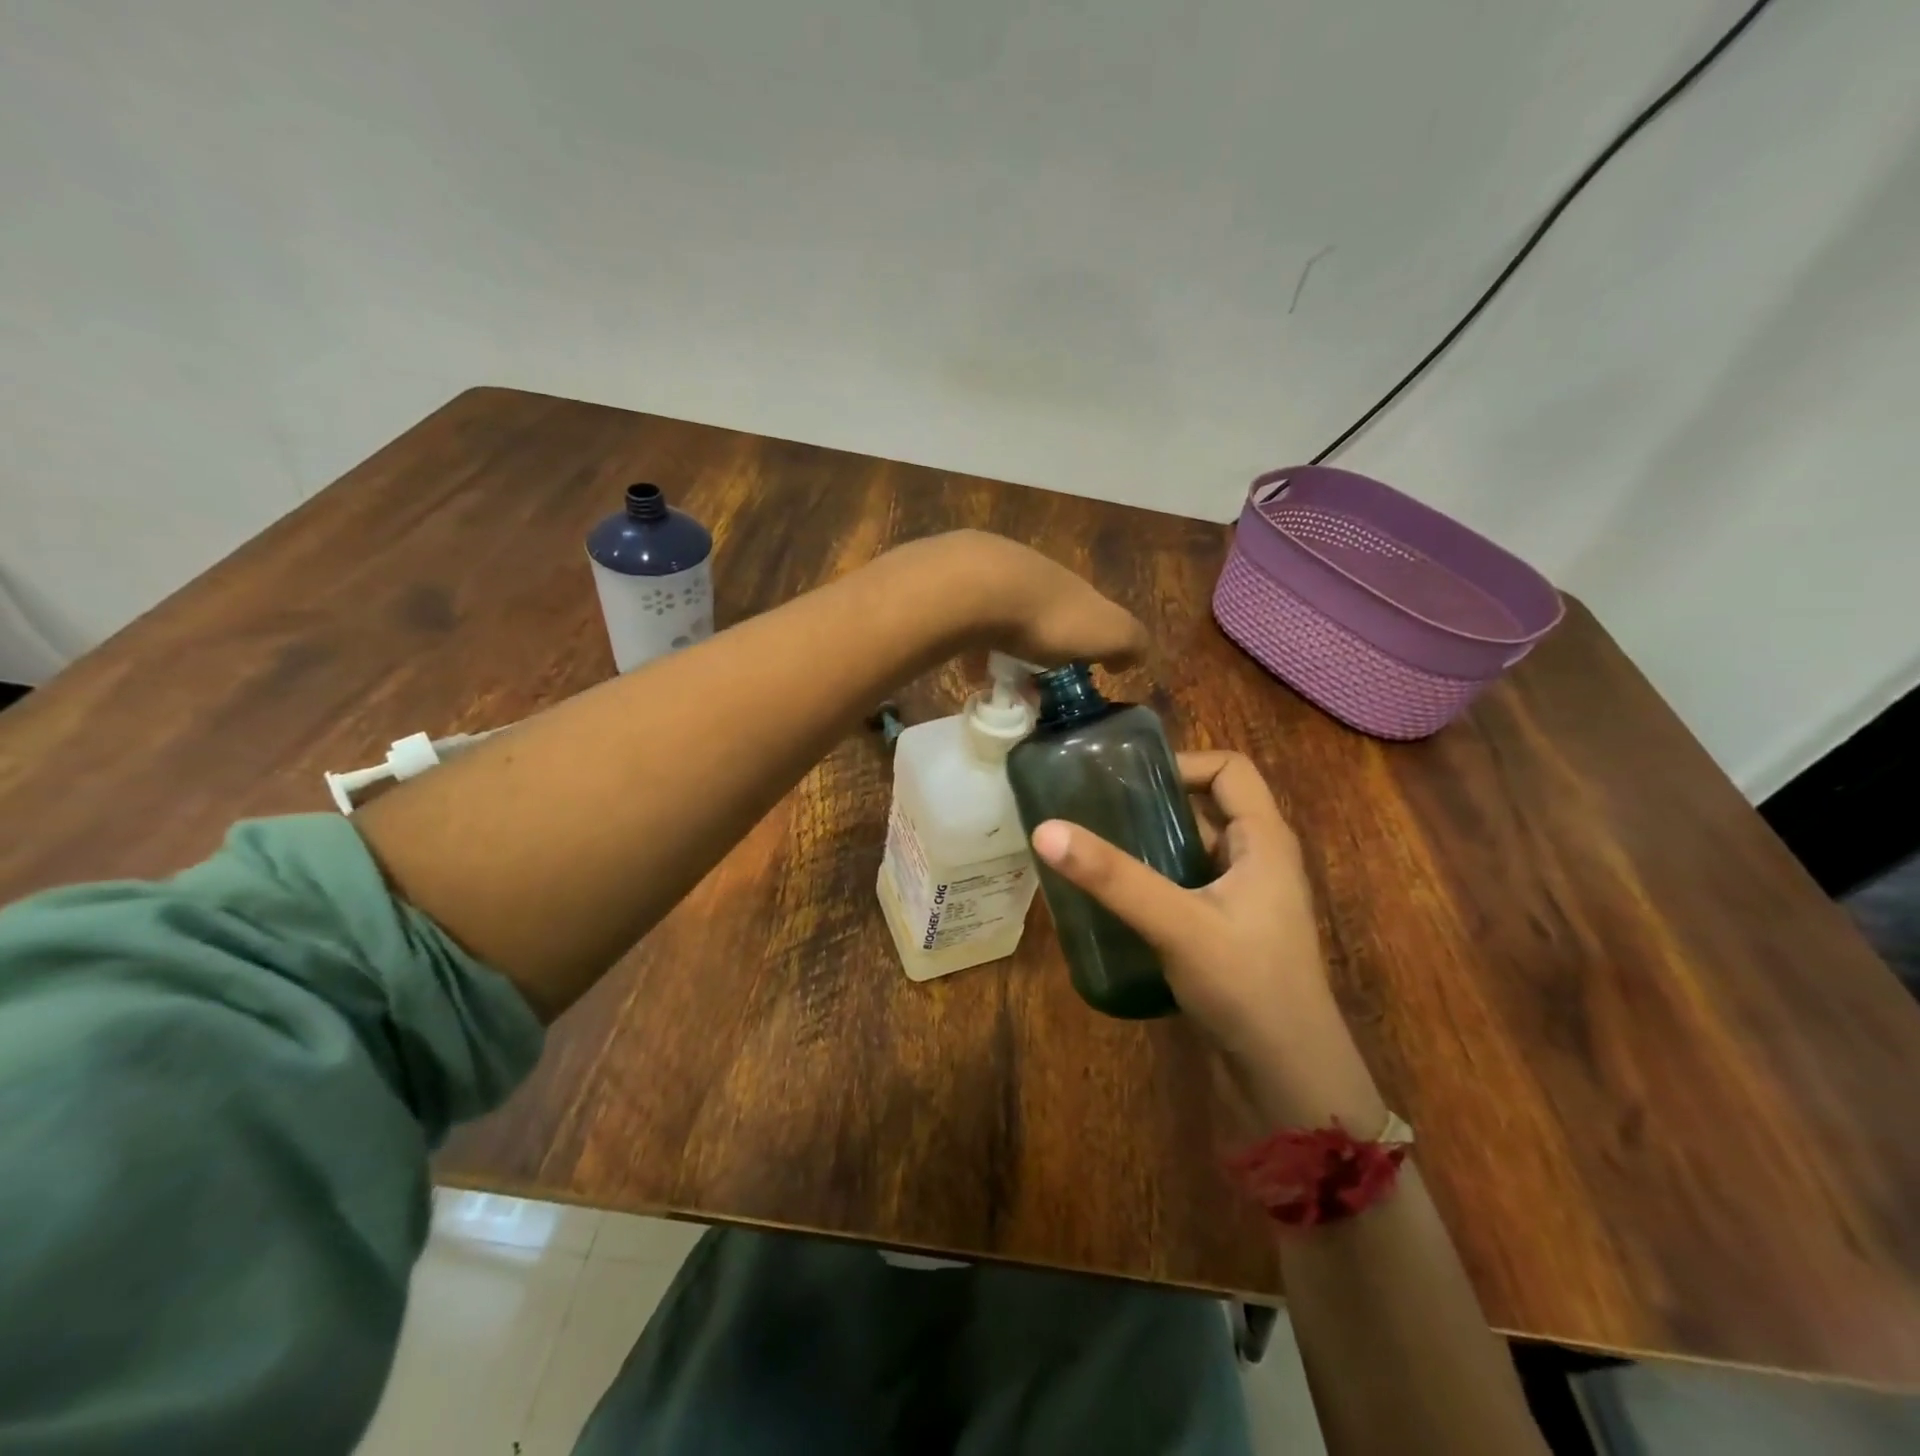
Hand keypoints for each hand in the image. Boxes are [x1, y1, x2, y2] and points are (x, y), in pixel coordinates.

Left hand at [913, 530, 1147, 668]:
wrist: (977, 586)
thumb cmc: (1048, 616)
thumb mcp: (1108, 633)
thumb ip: (1129, 642)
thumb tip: (1131, 658)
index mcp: (1073, 587)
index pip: (1087, 613)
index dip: (1086, 642)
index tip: (1076, 673)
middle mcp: (1034, 574)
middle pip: (1043, 612)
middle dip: (1041, 644)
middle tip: (1033, 679)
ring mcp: (990, 574)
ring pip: (1004, 614)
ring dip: (1004, 645)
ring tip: (998, 680)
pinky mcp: (953, 585)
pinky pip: (969, 622)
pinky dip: (973, 645)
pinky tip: (968, 668)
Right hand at [1029, 751, 1385, 1129]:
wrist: (1290, 1078)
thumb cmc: (1248, 985)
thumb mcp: (1177, 924)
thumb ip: (1113, 878)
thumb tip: (1045, 829)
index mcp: (1264, 839)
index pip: (1229, 768)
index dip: (1181, 763)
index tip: (1127, 781)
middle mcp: (1259, 859)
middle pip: (1206, 805)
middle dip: (1153, 803)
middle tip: (1095, 809)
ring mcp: (1244, 898)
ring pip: (1193, 848)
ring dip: (1149, 844)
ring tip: (1094, 848)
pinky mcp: (1228, 931)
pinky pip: (1187, 885)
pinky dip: (1154, 880)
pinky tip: (1114, 898)